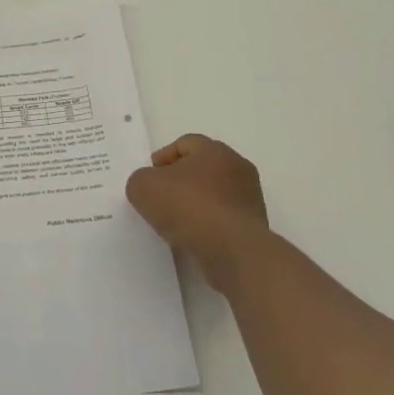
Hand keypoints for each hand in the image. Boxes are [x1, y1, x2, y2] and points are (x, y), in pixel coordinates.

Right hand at [126, 135, 268, 280]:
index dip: (162, 158)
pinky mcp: (253, 226)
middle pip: (201, 168)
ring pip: (214, 194)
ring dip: (194, 205)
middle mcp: (237, 168)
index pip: (185, 143)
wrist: (232, 250)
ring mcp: (249, 198)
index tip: (148, 178)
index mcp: (214, 150)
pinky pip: (223, 219)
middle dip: (179, 181)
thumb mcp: (144, 187)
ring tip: (173, 223)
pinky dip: (207, 225)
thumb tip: (148, 186)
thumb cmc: (188, 207)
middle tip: (159, 199)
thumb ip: (140, 180)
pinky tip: (192, 238)